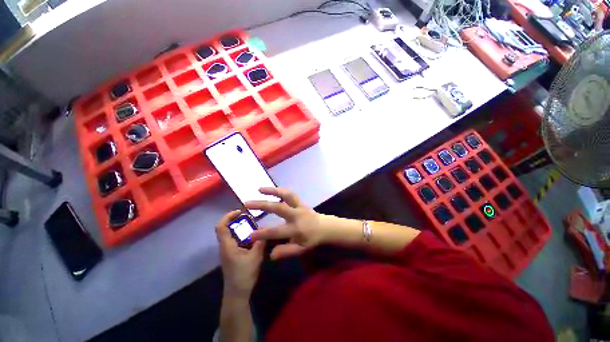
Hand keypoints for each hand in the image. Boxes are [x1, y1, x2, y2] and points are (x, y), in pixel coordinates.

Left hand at [215, 210, 264, 297]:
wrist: (237, 294)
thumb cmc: (243, 275)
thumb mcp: (255, 257)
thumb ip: (260, 242)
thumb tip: (266, 230)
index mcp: (227, 245)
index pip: (221, 227)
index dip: (228, 216)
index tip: (240, 211)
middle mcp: (225, 246)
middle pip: (226, 228)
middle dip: (236, 220)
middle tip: (250, 217)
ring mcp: (228, 251)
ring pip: (231, 234)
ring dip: (240, 227)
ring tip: (254, 225)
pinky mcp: (233, 254)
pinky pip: (236, 240)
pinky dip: (243, 235)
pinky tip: (254, 237)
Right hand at [246, 188, 334, 259]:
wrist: (325, 227)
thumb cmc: (312, 239)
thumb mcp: (301, 249)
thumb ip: (286, 251)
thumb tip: (270, 255)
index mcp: (296, 229)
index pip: (277, 231)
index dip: (263, 233)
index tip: (250, 234)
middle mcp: (297, 215)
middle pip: (279, 208)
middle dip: (262, 205)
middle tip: (247, 203)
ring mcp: (299, 205)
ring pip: (286, 195)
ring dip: (272, 191)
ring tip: (259, 189)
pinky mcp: (300, 201)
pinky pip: (290, 193)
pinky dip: (280, 190)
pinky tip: (271, 189)